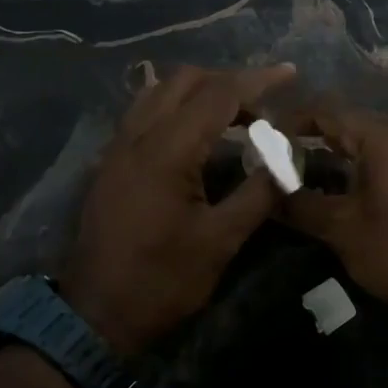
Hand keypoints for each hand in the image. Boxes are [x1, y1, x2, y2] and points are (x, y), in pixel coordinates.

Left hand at [60, 64, 296, 354]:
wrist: (97, 313)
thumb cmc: (163, 280)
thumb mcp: (220, 241)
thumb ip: (258, 193)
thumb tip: (287, 162)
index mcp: (168, 151)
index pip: (218, 94)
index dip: (257, 80)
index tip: (289, 74)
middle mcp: (138, 136)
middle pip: (185, 81)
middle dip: (228, 82)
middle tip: (262, 107)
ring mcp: (118, 147)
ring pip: (159, 92)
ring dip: (199, 92)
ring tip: (232, 115)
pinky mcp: (110, 163)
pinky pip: (144, 112)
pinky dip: (174, 107)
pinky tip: (194, 133)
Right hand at [281, 103, 387, 325]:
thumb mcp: (340, 229)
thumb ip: (299, 203)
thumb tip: (266, 191)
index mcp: (385, 138)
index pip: (328, 111)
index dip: (293, 120)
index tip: (266, 137)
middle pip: (349, 119)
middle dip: (312, 133)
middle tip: (279, 154)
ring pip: (368, 134)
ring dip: (335, 146)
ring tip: (300, 166)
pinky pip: (386, 149)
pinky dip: (359, 157)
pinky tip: (336, 178)